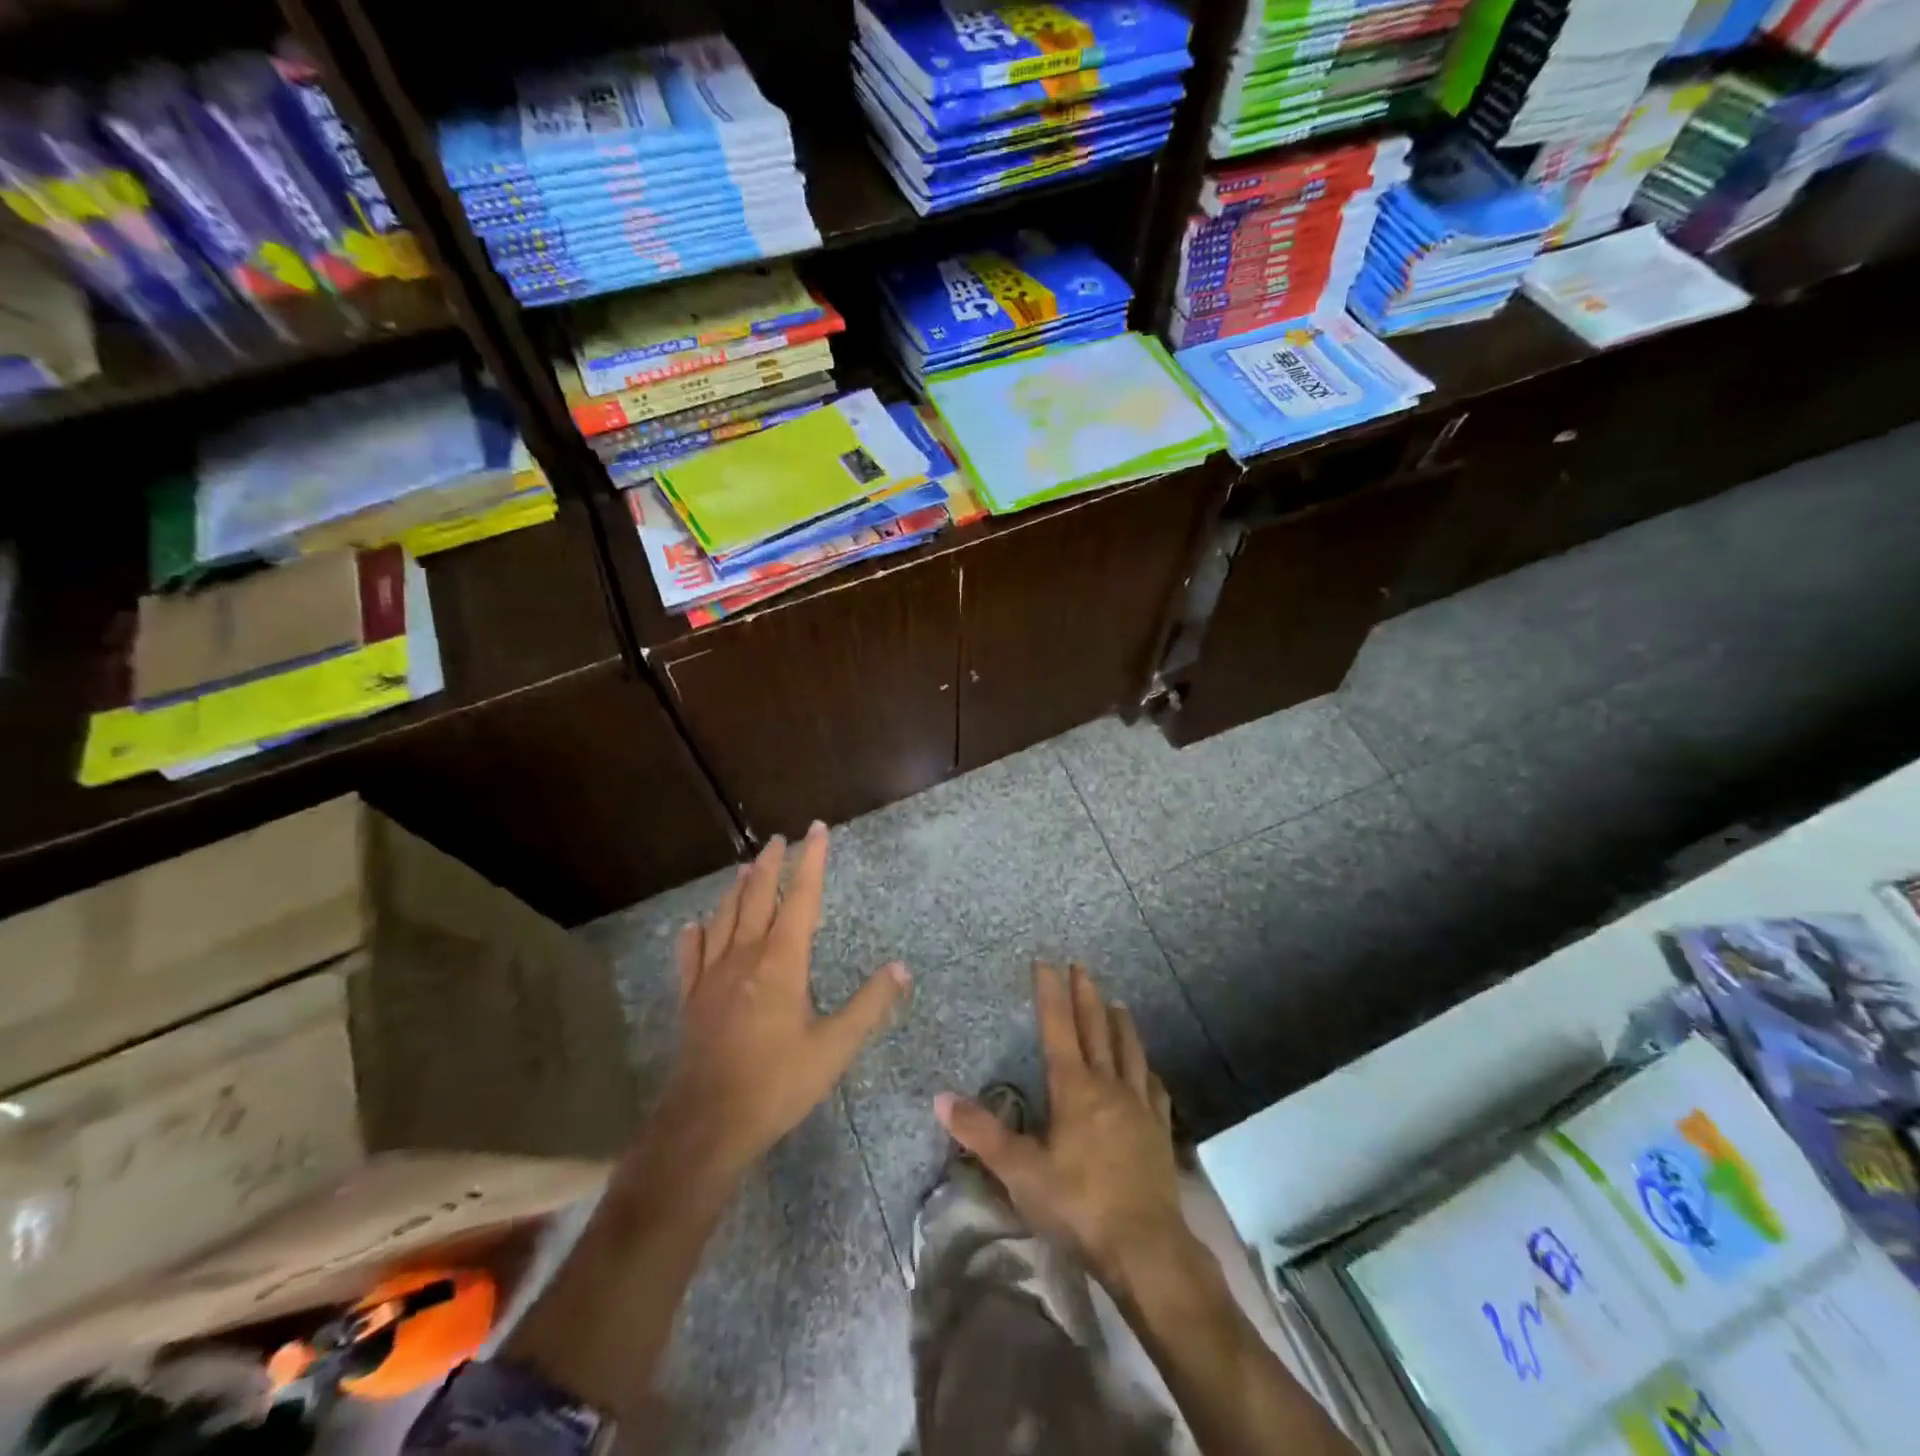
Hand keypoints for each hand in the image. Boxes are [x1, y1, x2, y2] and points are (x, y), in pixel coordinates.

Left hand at [661, 823, 909, 1181]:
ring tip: (743, 868)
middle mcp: (745, 957)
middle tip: (776, 839)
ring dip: (736, 890)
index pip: (801, 898)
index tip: (816, 829)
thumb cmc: (777, 1083)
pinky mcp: (691, 1001)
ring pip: (724, 919)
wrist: (707, 1125)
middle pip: (757, 897)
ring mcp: (712, 978)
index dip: (810, 861)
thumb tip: (901, 968)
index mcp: (782, 962)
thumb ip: (869, 1006)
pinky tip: (692, 926)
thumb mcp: (834, 1047)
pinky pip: (690, 958)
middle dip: (769, 865)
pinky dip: (693, 937)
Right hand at [936, 962, 1191, 1294]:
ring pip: (1129, 1051)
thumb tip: (942, 1098)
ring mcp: (1138, 1106)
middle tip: (1081, 966)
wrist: (1146, 1247)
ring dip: (1120, 1023)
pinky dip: (1146, 1069)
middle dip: (1086, 995)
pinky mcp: (1159, 1130)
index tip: (1046, 962)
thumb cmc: (1078, 1205)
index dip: (1051, 994)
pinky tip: (1148, 1070)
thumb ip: (982, 1134)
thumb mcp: (1021, 1172)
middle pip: (1097, 1029)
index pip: (1058, 1028)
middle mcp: (1108, 1086)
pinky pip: (1153, 1087)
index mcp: (1074, 1089)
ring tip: (1117, 1002)